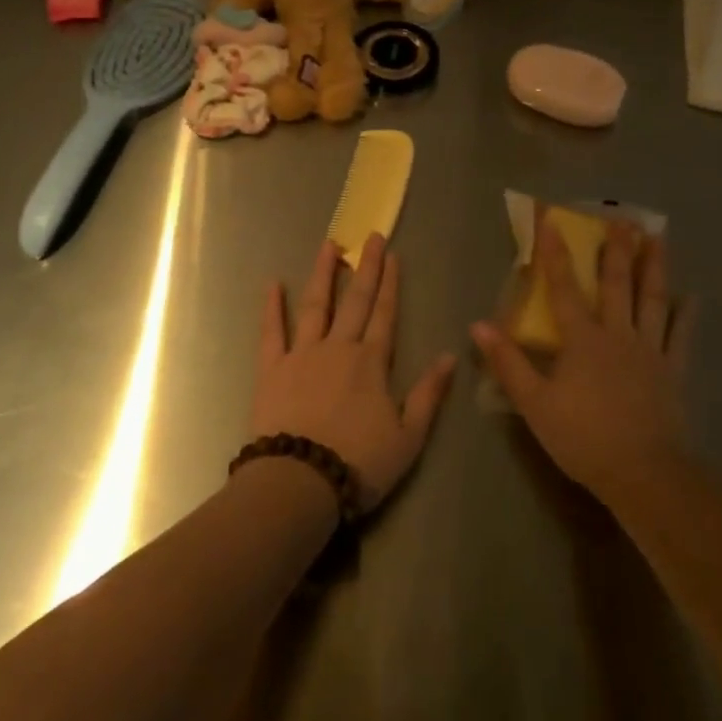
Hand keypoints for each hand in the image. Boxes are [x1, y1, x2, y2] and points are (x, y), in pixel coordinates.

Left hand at [251, 235, 457, 510]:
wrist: (299, 483)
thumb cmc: (359, 463)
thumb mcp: (408, 437)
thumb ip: (429, 394)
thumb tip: (450, 356)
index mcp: (372, 362)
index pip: (385, 314)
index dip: (391, 283)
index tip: (394, 254)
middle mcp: (339, 347)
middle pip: (356, 300)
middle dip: (366, 266)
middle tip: (371, 236)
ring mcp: (303, 354)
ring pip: (315, 304)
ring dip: (323, 273)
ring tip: (329, 245)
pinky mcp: (272, 369)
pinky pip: (271, 331)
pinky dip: (272, 307)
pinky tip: (272, 283)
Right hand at [472, 215, 693, 504]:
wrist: (644, 473)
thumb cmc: (583, 438)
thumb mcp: (535, 404)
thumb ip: (508, 363)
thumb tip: (478, 325)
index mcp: (582, 339)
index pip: (564, 288)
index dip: (555, 254)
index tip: (552, 220)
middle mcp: (617, 334)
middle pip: (617, 284)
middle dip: (616, 249)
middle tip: (623, 219)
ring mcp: (649, 350)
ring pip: (652, 300)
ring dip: (654, 267)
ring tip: (658, 239)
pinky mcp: (672, 371)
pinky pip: (680, 336)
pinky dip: (686, 315)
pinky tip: (692, 297)